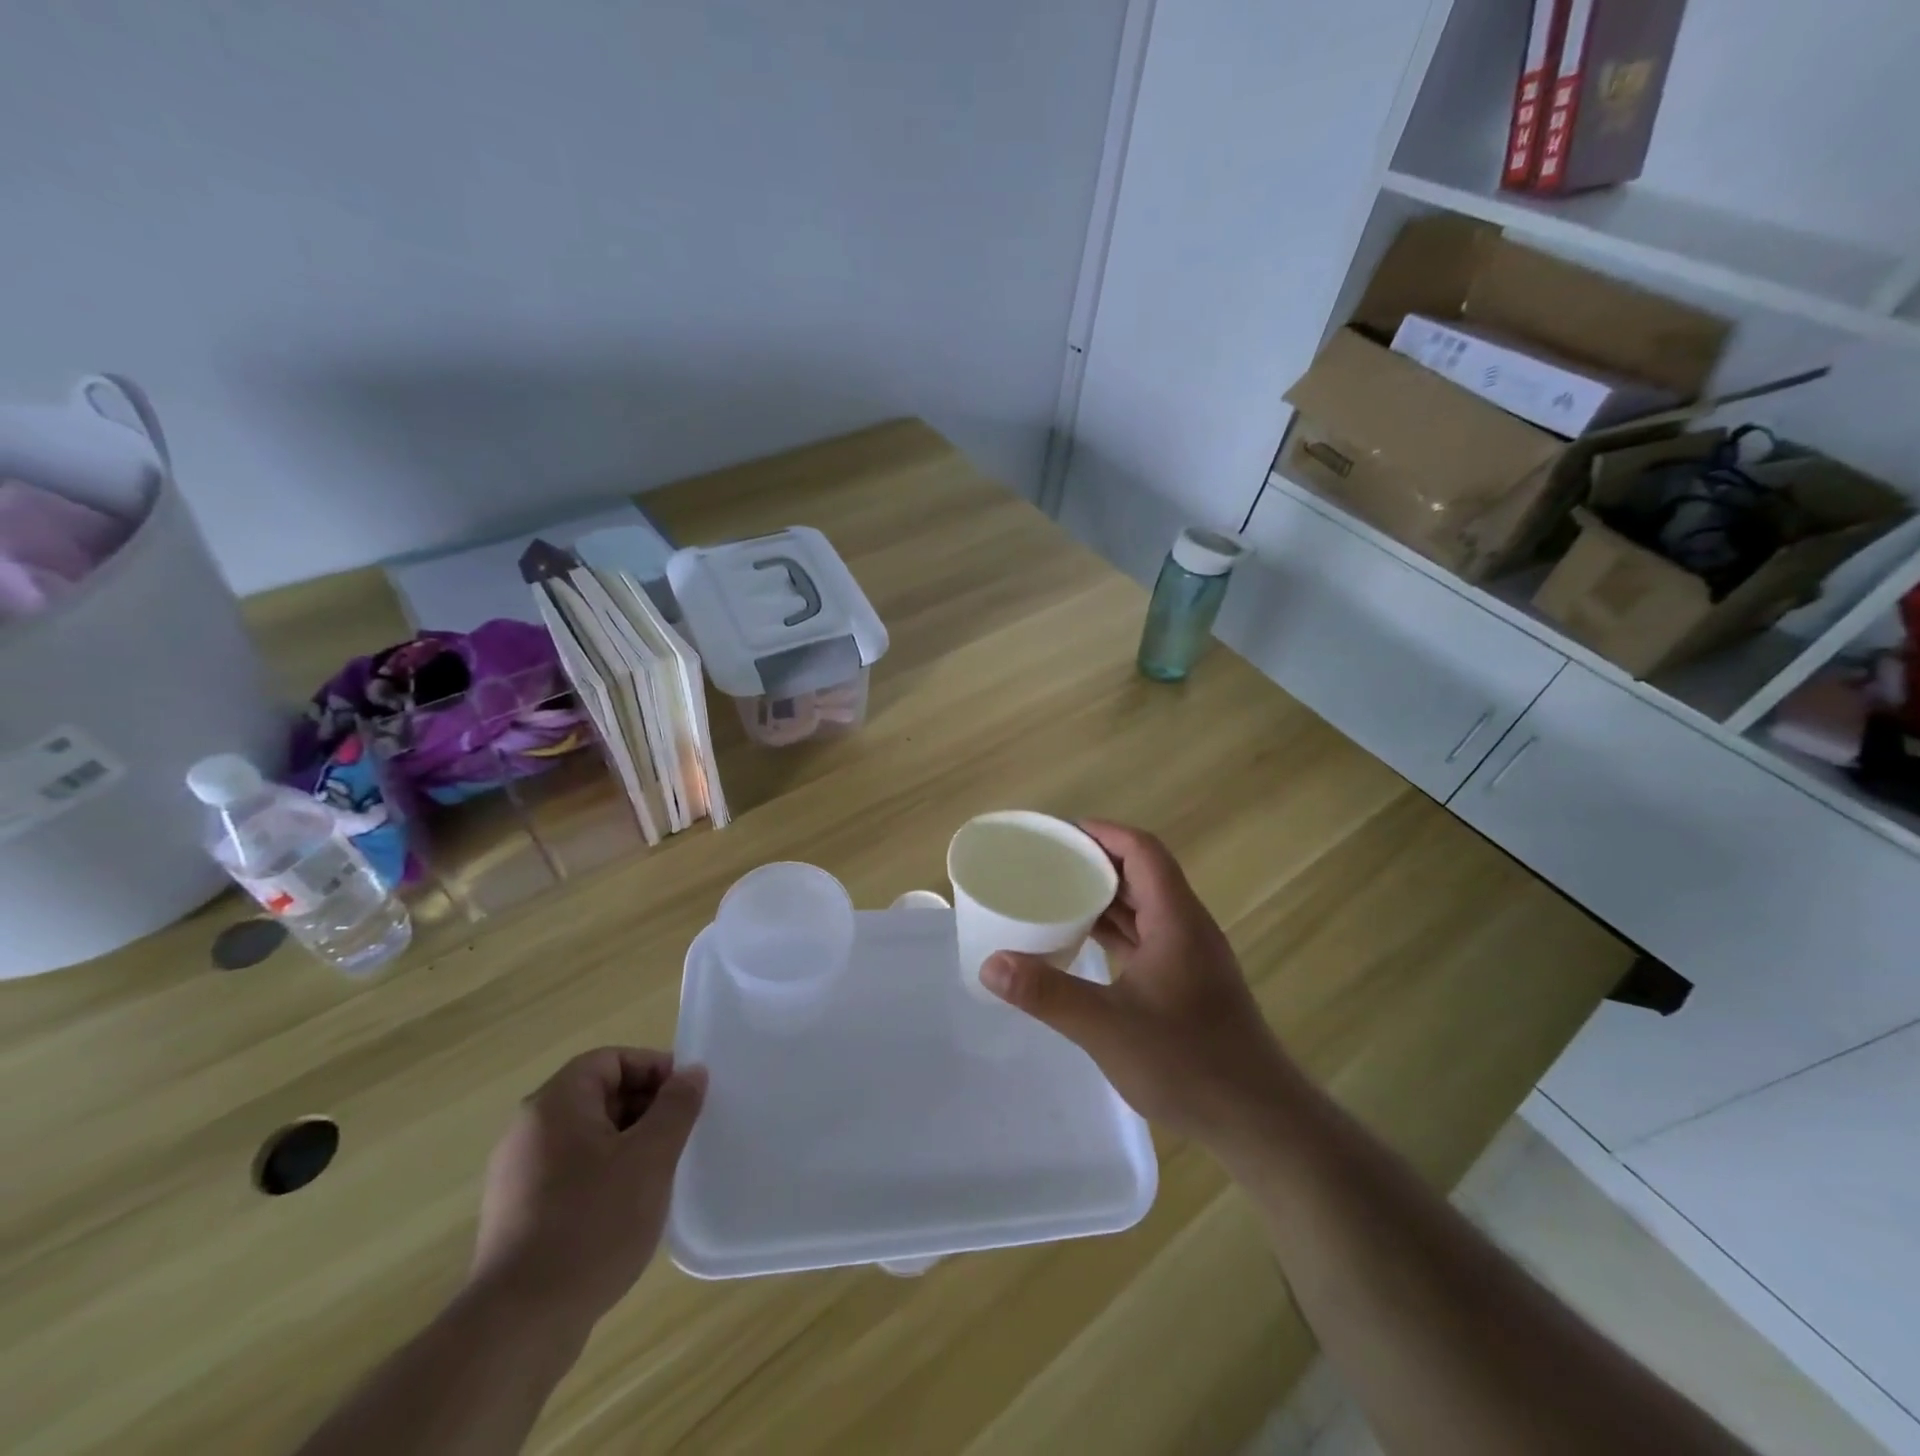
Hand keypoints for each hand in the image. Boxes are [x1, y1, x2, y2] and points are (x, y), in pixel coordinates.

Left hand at [470, 1047, 706, 1333]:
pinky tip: (626, 1208)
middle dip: (644, 1107)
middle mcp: (528, 1130)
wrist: (519, 1326)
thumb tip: (692, 1072)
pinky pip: (570, 1171)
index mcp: (554, 1104)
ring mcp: (517, 1174)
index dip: (653, 1069)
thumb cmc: (592, 1223)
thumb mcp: (651, 1157)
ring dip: (627, 1142)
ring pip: (586, 1135)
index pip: (610, 1060)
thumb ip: (676, 1106)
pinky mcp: (517, 1214)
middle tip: (678, 1135)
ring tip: (658, 1172)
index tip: (685, 1097)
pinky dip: (603, 1174)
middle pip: (597, 1094)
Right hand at [981, 821, 1294, 1149]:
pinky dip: (1115, 930)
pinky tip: (1084, 944)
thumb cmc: (1188, 1062)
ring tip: (1057, 895)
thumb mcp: (1108, 1027)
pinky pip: (1146, 937)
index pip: (1142, 851)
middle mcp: (1187, 927)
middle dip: (1097, 862)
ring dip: (1105, 897)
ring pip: (1145, 907)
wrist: (1258, 1120)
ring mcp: (1190, 957)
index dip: (1103, 833)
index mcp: (1177, 919)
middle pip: (1143, 874)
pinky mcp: (1187, 983)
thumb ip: (1048, 993)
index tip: (1060, 834)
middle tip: (1047, 863)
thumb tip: (992, 965)